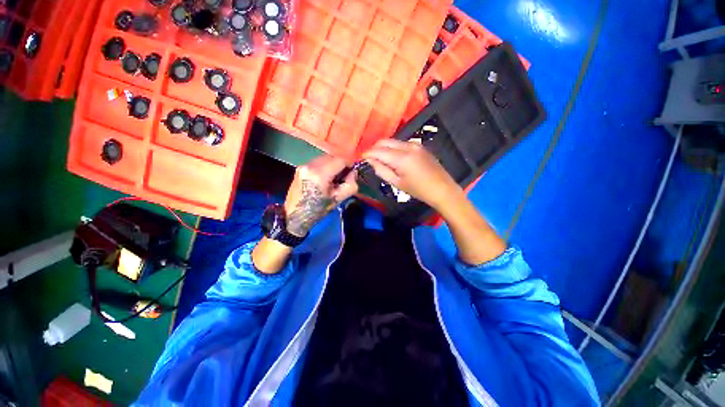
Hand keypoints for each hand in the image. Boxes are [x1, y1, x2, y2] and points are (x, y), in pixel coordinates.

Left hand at [284, 155, 357, 236]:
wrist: (294, 216)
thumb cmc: (318, 209)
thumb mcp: (338, 199)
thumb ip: (350, 185)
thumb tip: (353, 173)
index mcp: (320, 174)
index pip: (340, 159)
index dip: (349, 164)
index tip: (352, 172)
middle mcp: (310, 165)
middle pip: (332, 156)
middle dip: (341, 164)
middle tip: (344, 176)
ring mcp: (303, 165)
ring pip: (324, 158)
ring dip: (332, 164)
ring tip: (334, 178)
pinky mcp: (300, 167)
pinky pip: (317, 162)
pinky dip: (324, 166)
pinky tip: (324, 178)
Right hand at [363, 139, 462, 210]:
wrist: (442, 188)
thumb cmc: (418, 190)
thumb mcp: (397, 183)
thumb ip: (381, 170)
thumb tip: (370, 161)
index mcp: (401, 158)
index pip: (379, 151)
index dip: (368, 153)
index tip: (361, 158)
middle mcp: (408, 146)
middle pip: (385, 141)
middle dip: (374, 148)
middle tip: (369, 158)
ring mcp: (415, 144)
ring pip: (393, 141)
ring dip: (384, 148)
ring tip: (380, 159)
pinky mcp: (419, 146)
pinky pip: (401, 143)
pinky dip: (393, 148)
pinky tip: (392, 158)